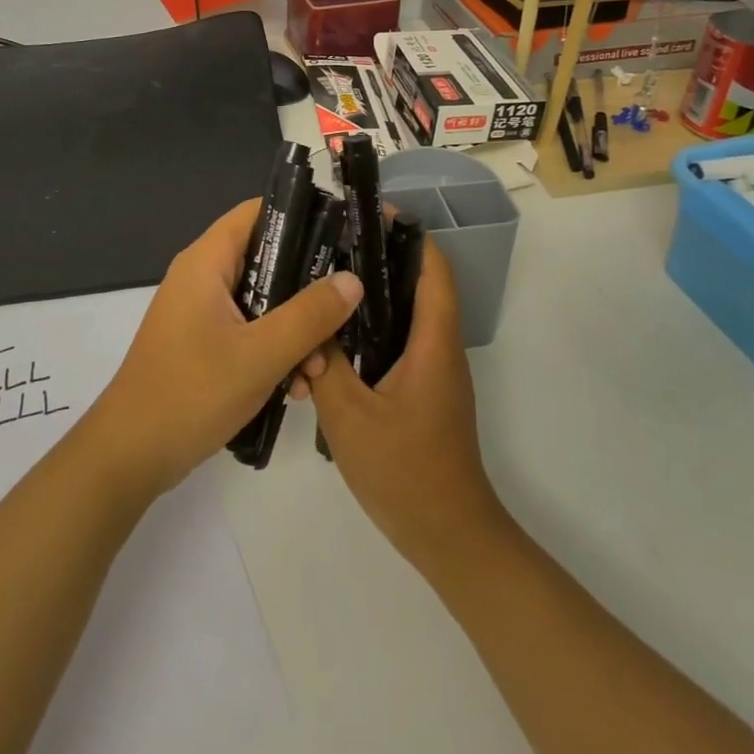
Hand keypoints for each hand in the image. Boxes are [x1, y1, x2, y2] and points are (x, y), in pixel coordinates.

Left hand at [86, 198, 361, 498]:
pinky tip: (295, 389)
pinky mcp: (205, 345)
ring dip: (296, 332)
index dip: (303, 217)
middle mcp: (203, 279)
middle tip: (341, 318)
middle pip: (269, 261)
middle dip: (308, 292)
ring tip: (316, 371)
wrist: (130, 457)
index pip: (259, 213)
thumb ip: (310, 315)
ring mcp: (203, 314)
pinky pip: (251, 333)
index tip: (344, 238)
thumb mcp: (260, 354)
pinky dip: (275, 352)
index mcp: (207, 262)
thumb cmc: (191, 393)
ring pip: (265, 303)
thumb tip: (353, 279)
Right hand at [303, 240, 510, 576]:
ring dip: (372, 301)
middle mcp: (440, 350)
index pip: (434, 271)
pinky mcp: (422, 394)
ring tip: (324, 288)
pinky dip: (369, 335)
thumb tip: (306, 328)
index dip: (410, 237)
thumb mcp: (351, 418)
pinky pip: (397, 347)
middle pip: (419, 287)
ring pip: (405, 319)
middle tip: (332, 249)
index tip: (372, 217)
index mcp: (434, 344)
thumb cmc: (405, 472)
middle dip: (381, 262)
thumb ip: (325, 367)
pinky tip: (331, 344)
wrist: (448, 536)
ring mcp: (433, 374)